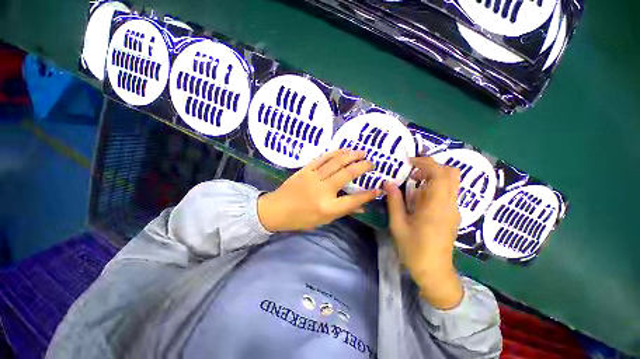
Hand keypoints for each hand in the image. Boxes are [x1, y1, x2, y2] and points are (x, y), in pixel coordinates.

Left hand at [258, 149, 381, 231]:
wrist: (277, 209)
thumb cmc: (301, 219)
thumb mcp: (324, 220)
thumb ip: (344, 211)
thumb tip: (362, 207)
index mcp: (328, 207)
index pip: (353, 199)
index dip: (368, 194)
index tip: (378, 188)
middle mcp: (323, 190)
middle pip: (347, 174)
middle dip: (363, 167)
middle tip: (372, 163)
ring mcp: (313, 177)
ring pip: (336, 162)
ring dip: (351, 155)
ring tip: (362, 152)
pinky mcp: (305, 169)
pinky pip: (323, 158)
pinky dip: (335, 153)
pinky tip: (344, 150)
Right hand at [384, 157, 463, 309]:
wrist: (434, 271)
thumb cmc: (415, 250)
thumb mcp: (399, 227)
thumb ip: (395, 202)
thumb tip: (388, 183)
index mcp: (437, 203)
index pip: (438, 171)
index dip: (425, 162)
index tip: (409, 163)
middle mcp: (450, 203)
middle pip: (451, 172)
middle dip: (434, 167)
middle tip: (416, 174)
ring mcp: (455, 210)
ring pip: (452, 183)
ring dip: (437, 178)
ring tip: (418, 189)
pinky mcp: (455, 217)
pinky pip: (450, 194)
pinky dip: (439, 190)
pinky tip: (424, 205)